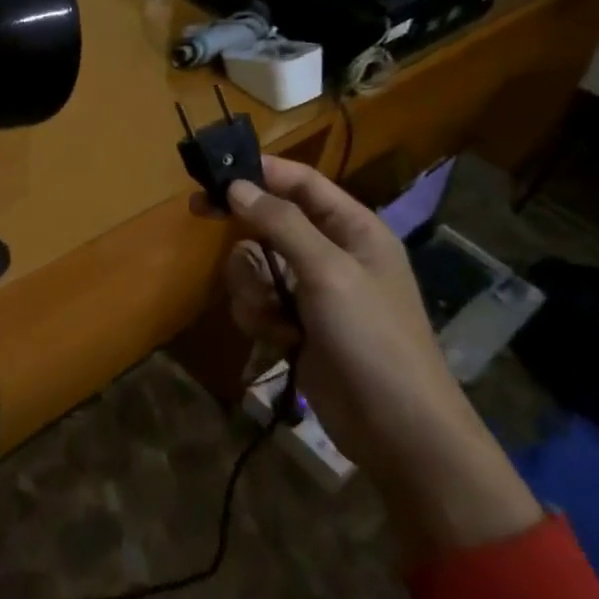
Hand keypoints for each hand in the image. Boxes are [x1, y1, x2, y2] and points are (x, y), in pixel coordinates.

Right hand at [224, 158, 541, 557]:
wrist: (397, 429)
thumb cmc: (372, 337)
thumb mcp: (328, 272)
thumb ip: (281, 223)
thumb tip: (237, 186)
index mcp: (353, 228)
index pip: (302, 182)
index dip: (261, 170)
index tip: (215, 170)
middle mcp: (331, 252)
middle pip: (269, 220)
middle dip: (244, 229)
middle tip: (200, 213)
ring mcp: (312, 291)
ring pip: (255, 263)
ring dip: (251, 285)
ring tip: (271, 313)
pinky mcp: (295, 325)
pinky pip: (257, 301)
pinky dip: (258, 316)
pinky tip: (279, 339)